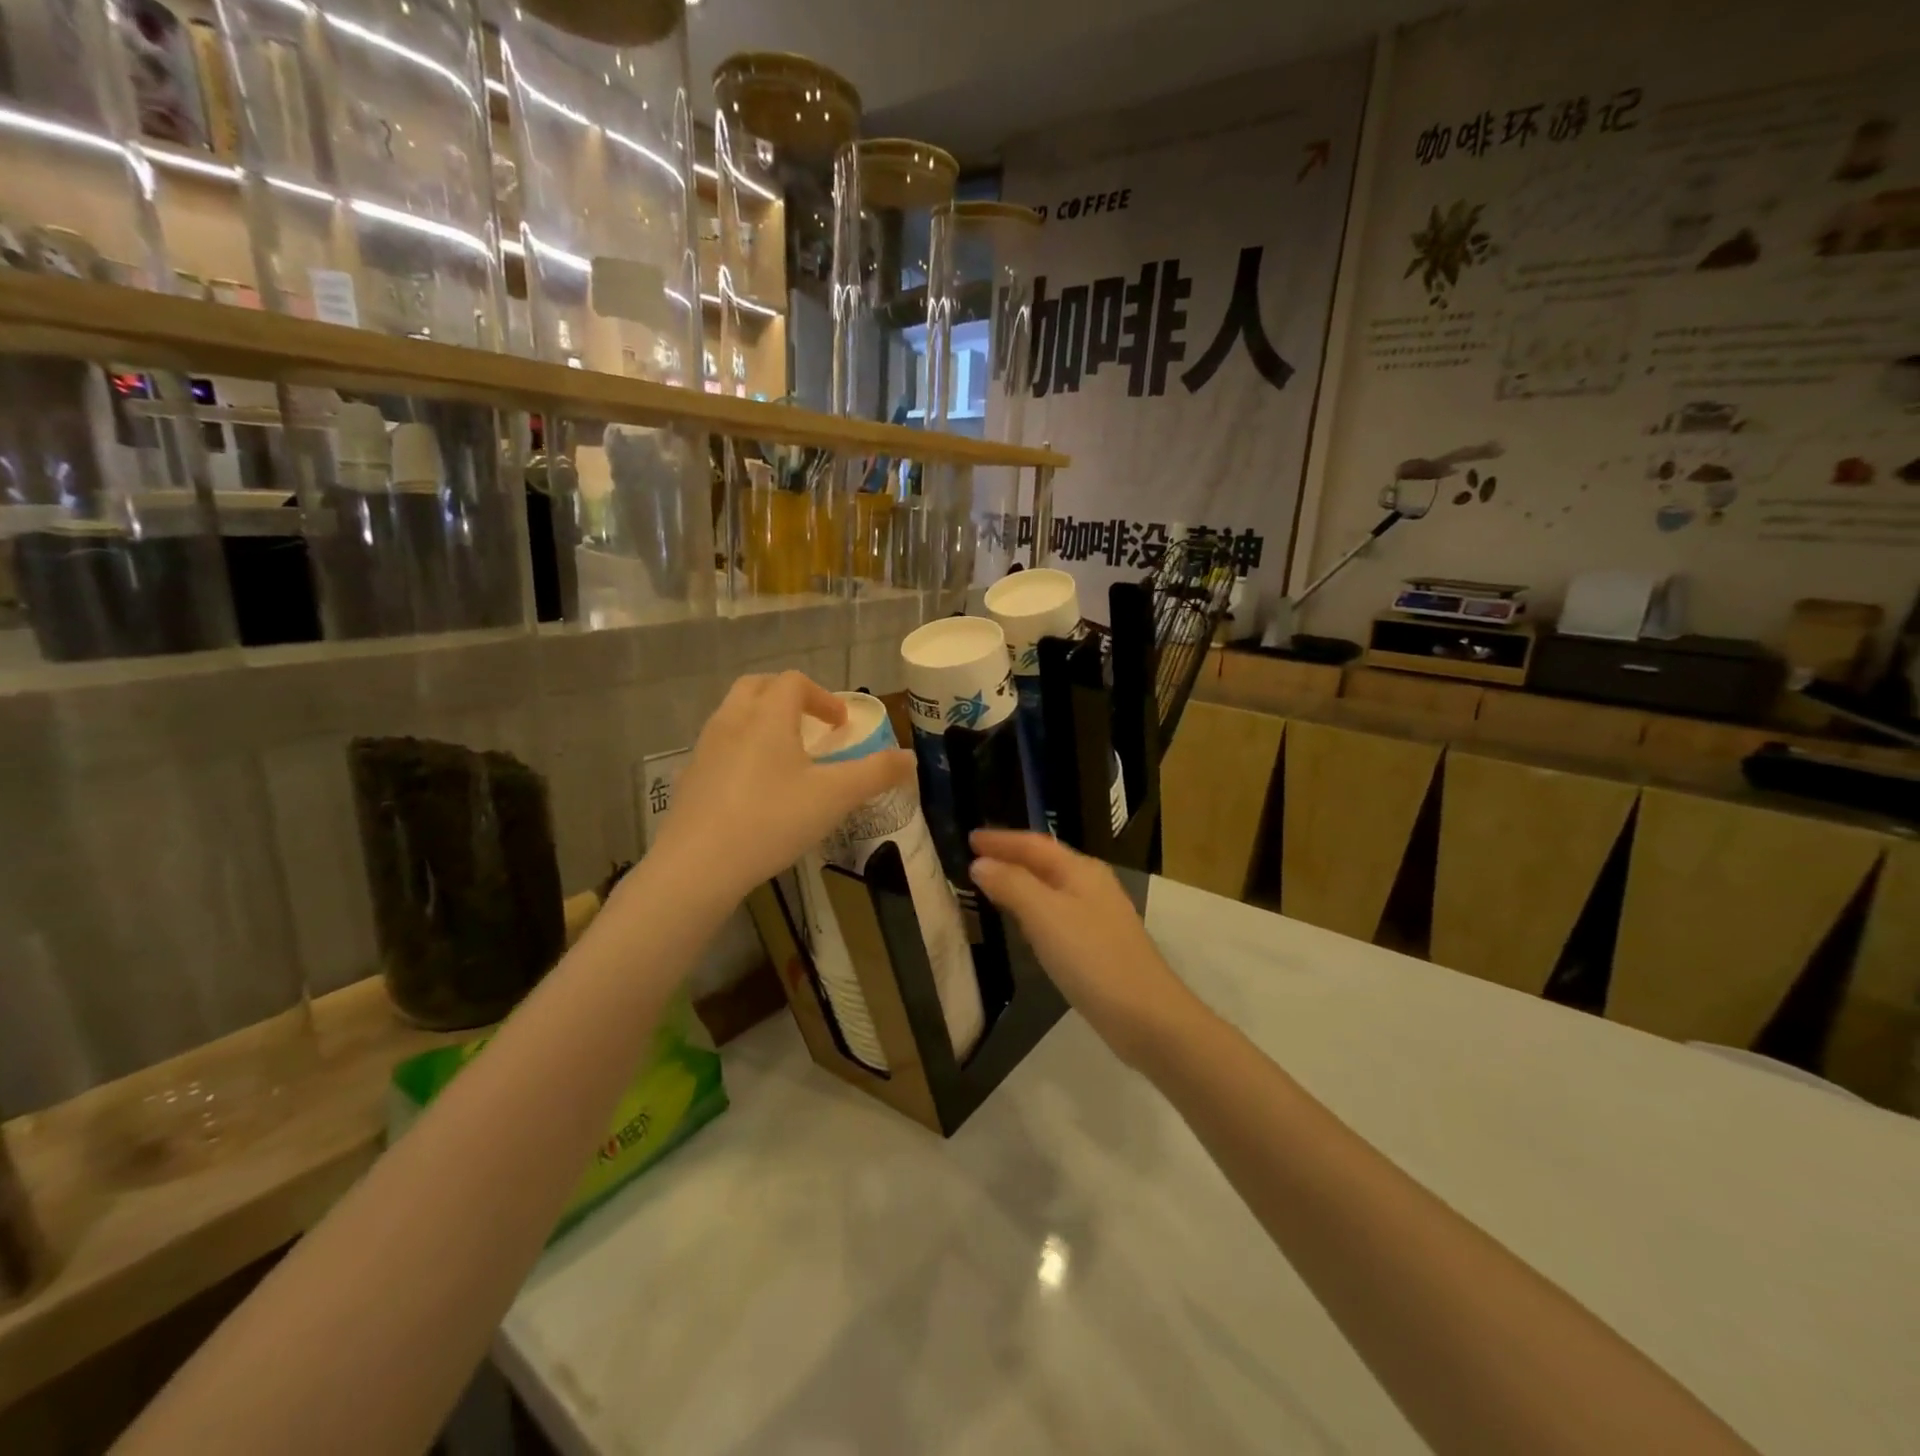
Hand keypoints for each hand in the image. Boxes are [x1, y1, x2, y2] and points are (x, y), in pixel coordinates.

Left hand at [653, 672, 914, 902]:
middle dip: (788, 698)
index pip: (795, 682)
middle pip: (758, 687)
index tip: (841, 724)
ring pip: (734, 715)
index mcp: (767, 716)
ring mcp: (705, 749)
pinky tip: (755, 789)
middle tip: (811, 726)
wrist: (698, 865)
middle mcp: (732, 721)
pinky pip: (720, 747)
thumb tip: (909, 758)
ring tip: (786, 756)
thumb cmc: (772, 820)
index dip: (823, 697)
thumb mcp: (835, 797)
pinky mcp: (690, 778)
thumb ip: (876, 774)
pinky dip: (742, 750)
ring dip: (763, 721)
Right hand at [969, 830, 1200, 1065]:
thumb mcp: (1045, 916)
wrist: (1147, 1016)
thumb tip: (981, 863)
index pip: (1033, 844)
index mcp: (1080, 870)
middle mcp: (1092, 885)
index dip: (1001, 840)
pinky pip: (1058, 912)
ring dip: (1022, 881)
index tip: (969, 838)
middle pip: (1045, 861)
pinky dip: (1034, 908)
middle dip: (1011, 856)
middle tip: (976, 857)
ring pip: (1052, 887)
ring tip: (992, 883)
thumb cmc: (1092, 959)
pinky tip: (1026, 924)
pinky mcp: (1100, 945)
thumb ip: (1012, 885)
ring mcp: (1099, 915)